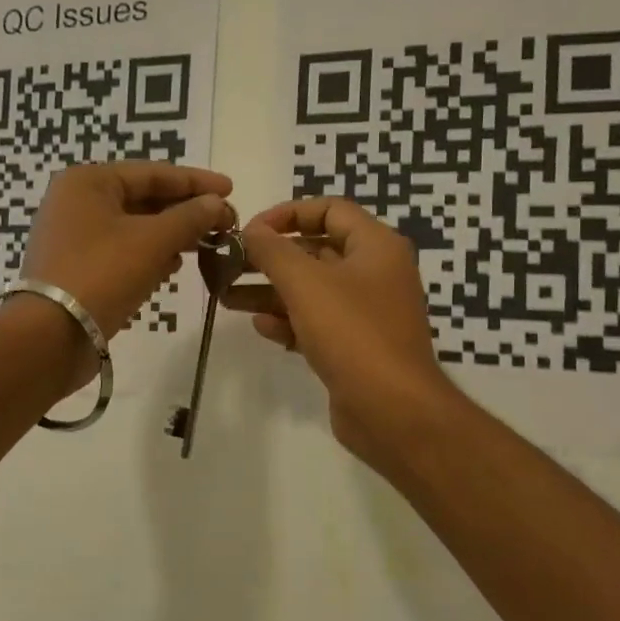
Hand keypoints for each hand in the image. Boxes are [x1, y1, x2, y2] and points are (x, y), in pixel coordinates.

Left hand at [20, 162, 233, 339]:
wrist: (51, 335)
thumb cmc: (102, 274)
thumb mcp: (153, 241)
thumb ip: (190, 217)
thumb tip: (218, 203)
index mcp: (89, 182)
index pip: (153, 173)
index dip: (196, 182)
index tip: (231, 190)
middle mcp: (76, 202)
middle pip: (143, 198)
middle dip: (185, 211)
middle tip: (224, 223)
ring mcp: (73, 236)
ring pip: (134, 227)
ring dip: (170, 234)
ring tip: (206, 245)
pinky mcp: (76, 267)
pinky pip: (121, 251)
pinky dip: (149, 255)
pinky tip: (173, 266)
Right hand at [224, 197, 462, 469]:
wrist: (392, 411)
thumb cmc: (352, 333)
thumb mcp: (306, 283)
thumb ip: (273, 251)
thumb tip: (251, 230)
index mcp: (376, 246)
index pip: (329, 210)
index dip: (287, 214)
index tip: (250, 230)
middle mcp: (374, 273)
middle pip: (315, 251)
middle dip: (269, 257)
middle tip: (227, 264)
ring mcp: (365, 312)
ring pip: (310, 290)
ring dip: (269, 291)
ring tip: (226, 295)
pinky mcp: (354, 347)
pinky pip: (316, 323)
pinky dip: (288, 321)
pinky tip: (261, 327)